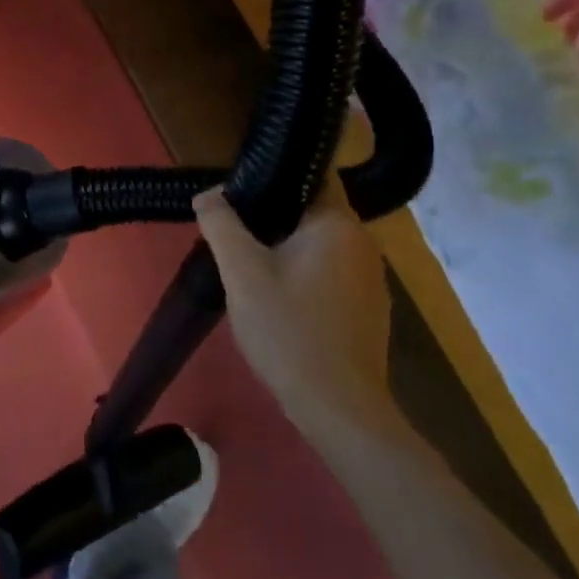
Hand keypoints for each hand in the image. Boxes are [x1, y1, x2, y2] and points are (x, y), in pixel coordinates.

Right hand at [194, 172, 395, 414]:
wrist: (338, 407)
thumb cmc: (289, 331)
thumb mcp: (242, 273)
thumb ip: (221, 225)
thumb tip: (208, 194)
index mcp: (338, 224)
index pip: (313, 174)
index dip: (275, 171)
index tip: (240, 182)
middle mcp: (363, 242)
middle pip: (312, 209)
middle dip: (273, 212)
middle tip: (232, 225)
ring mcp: (370, 277)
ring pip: (319, 242)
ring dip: (286, 244)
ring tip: (248, 258)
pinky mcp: (367, 307)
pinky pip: (329, 271)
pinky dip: (303, 271)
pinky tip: (277, 295)